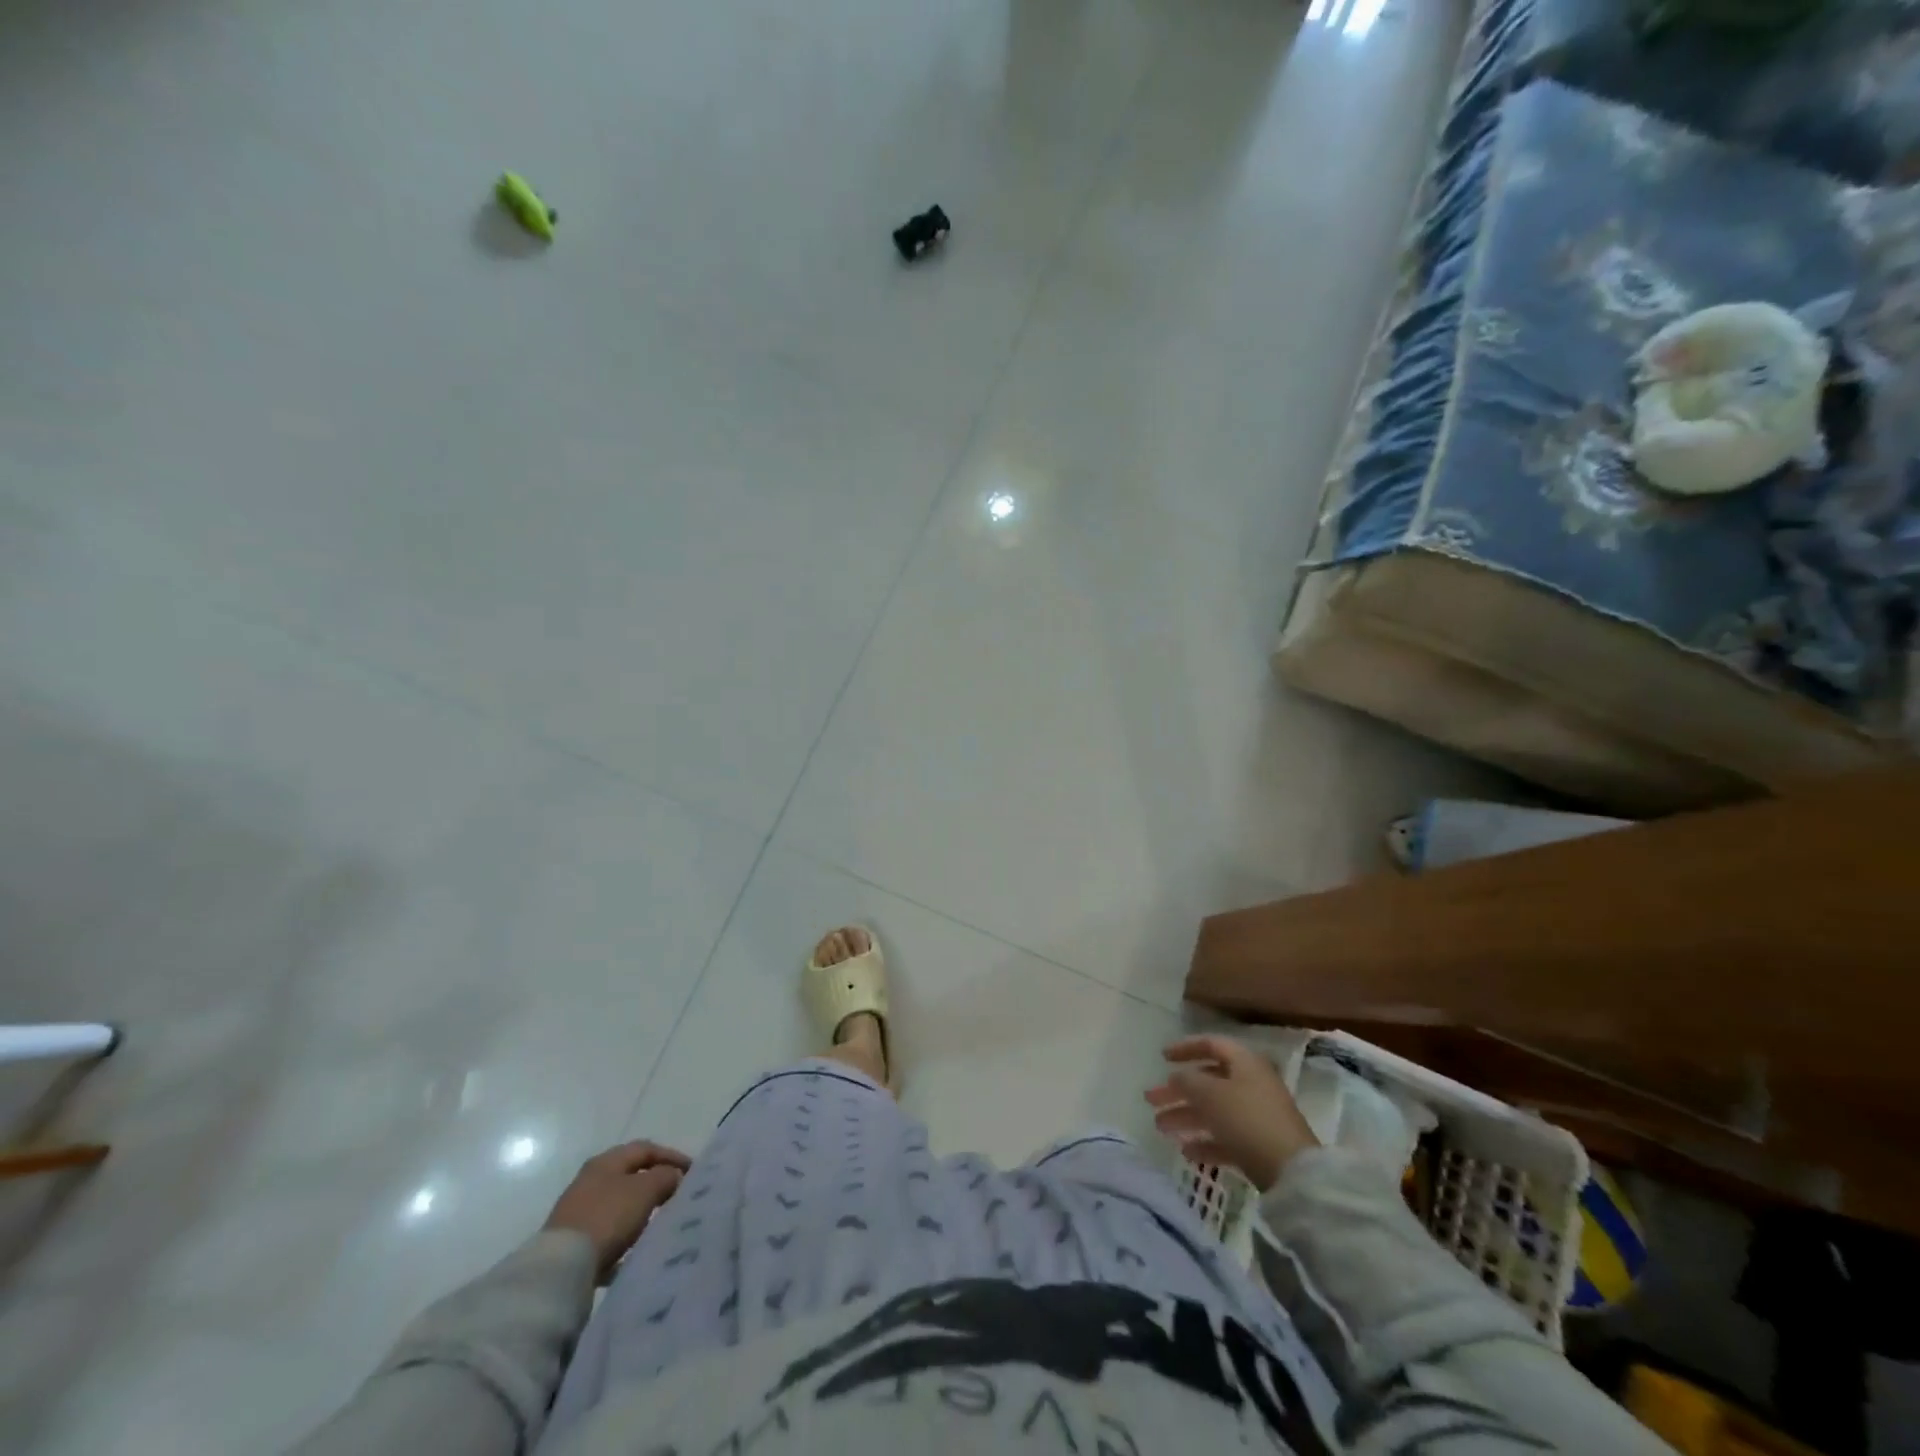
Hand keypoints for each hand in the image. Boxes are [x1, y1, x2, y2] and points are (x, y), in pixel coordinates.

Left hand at [544, 1140, 691, 1281]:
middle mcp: (590, 1180)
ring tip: (659, 1223)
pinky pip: (607, 1232)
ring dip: (640, 1210)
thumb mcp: (645, 1190)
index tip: (692, 1172)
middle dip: (656, 1183)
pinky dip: (624, 1235)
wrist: (561, 1268)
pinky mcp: (573, 1241)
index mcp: (606, 1161)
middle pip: (630, 1175)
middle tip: (677, 1195)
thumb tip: (673, 1176)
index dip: (671, 1156)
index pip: (645, 1148)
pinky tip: (634, 1249)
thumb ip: (665, 1177)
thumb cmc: (608, 1217)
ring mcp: (578, 1211)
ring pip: (619, 1204)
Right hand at [1145, 1035, 1318, 1192]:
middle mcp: (1251, 1084)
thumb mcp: (1209, 1094)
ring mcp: (1257, 1116)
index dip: (1185, 1048)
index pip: (1211, 1044)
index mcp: (1244, 1063)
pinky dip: (1205, 1142)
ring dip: (1185, 1117)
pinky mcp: (1260, 1145)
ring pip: (1214, 1110)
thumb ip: (1187, 1080)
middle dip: (1177, 1090)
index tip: (1161, 1057)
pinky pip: (1226, 1137)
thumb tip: (1177, 1077)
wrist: (1292, 1172)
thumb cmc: (1247, 1119)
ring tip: (1160, 1127)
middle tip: (1150, 1100)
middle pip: (1208, 1081)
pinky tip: (1186, 1152)